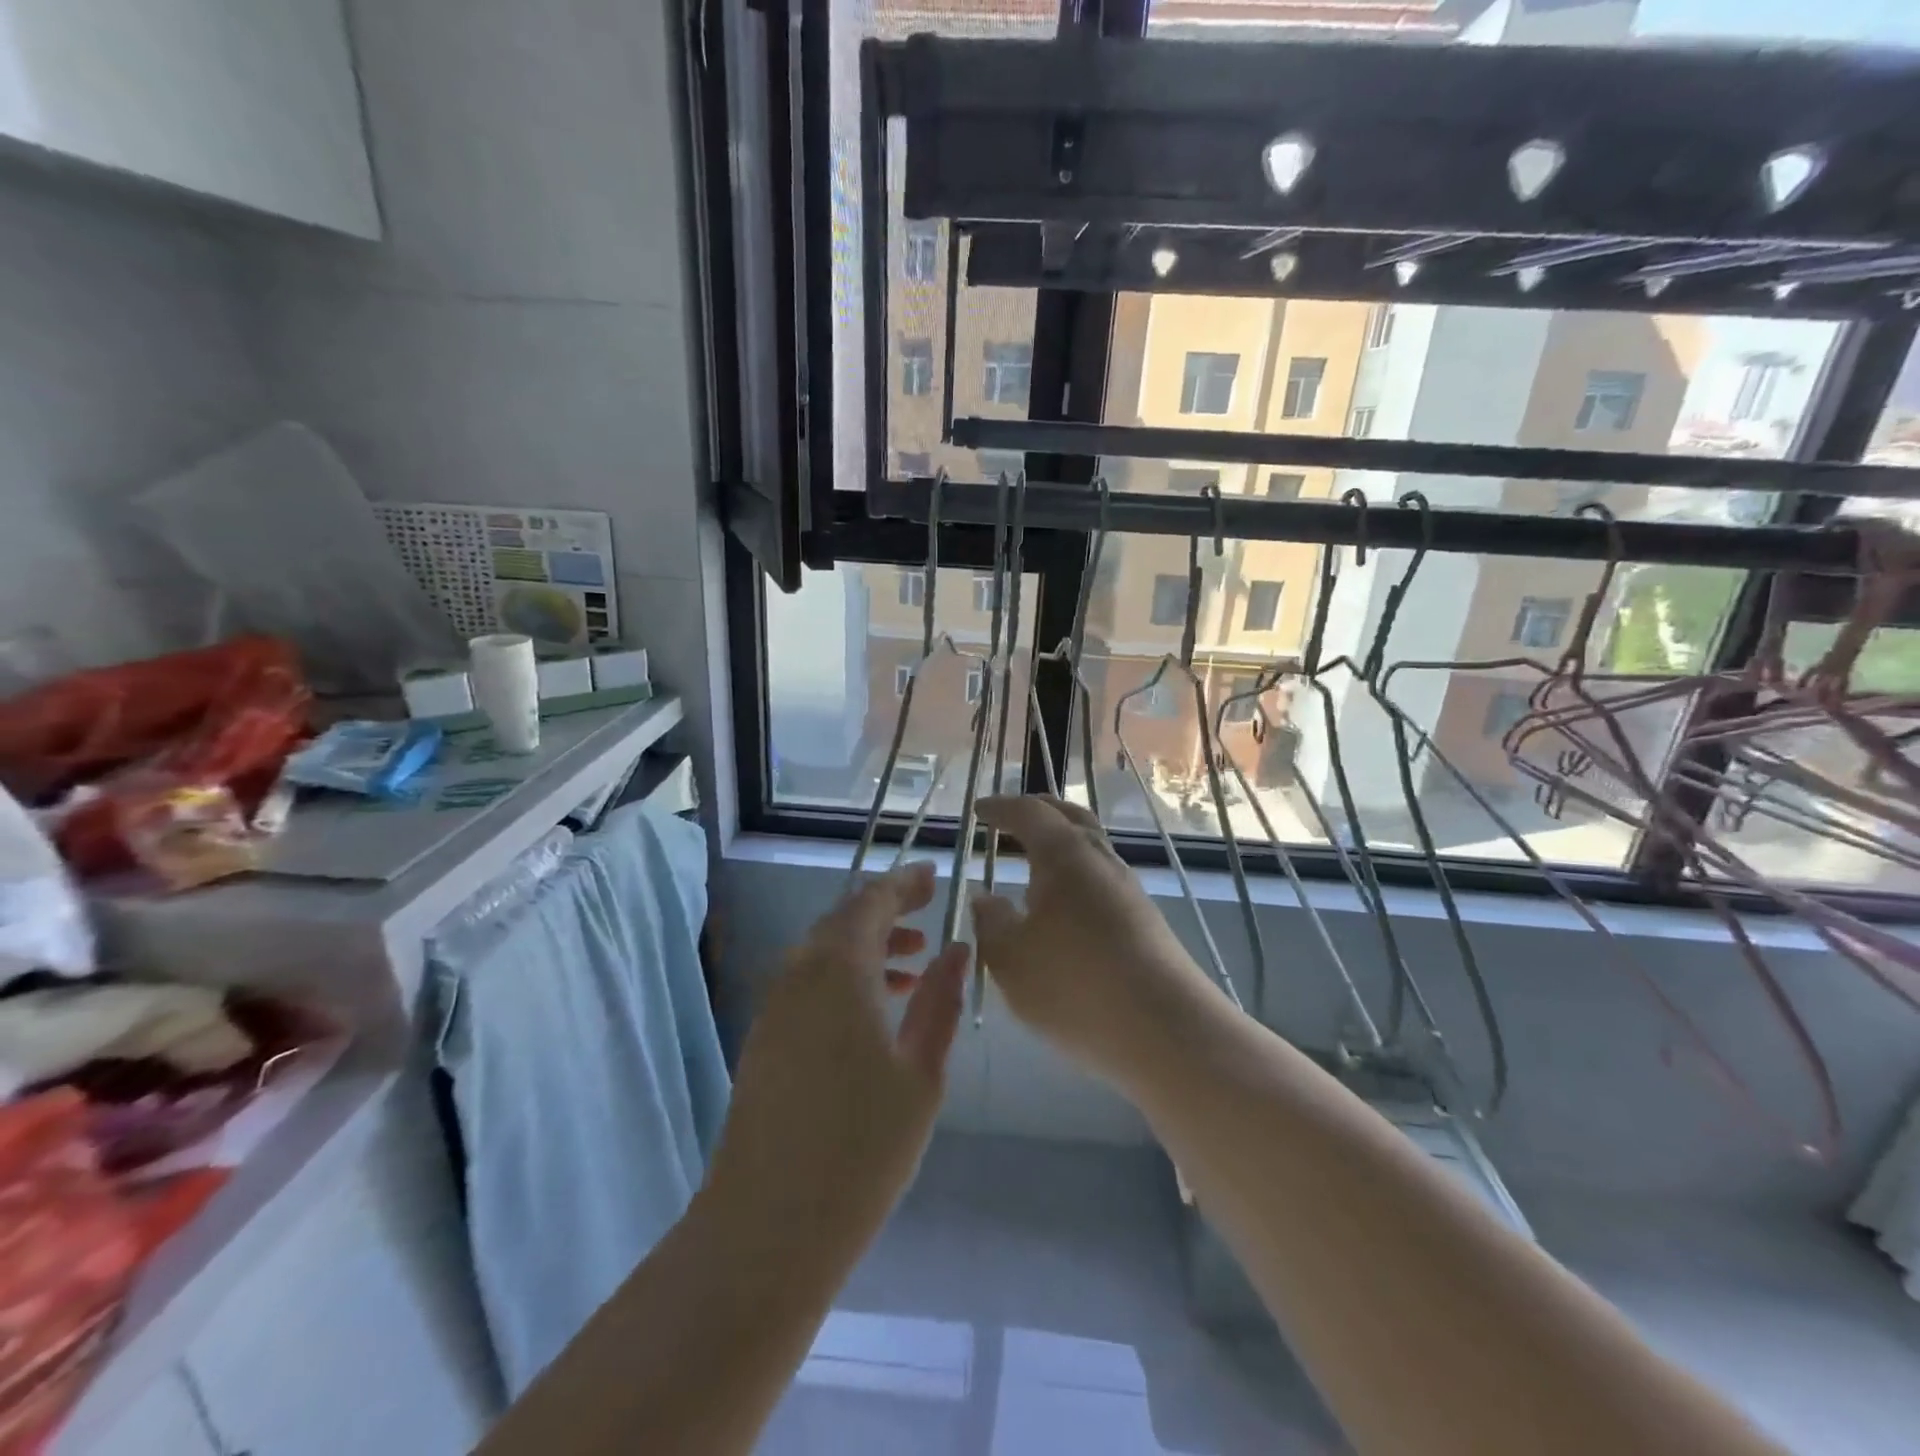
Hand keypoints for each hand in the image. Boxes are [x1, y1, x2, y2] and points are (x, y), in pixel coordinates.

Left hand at [709, 860, 968, 1250]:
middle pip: (843, 920)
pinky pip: (809, 982)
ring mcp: (775, 1007)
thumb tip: (956, 948)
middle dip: (886, 911)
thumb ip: (939, 1000)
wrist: (768, 1225)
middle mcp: (799, 974)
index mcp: (839, 970)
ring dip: (867, 946)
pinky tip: (874, 1010)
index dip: (904, 884)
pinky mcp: (765, 1038)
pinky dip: (844, 976)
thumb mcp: (921, 1071)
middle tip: (928, 915)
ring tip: (913, 965)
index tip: (934, 876)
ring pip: (824, 952)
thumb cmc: (862, 1146)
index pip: (871, 901)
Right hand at [972, 795, 1219, 1084]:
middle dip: (1038, 812)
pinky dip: (1075, 876)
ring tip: (1033, 862)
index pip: (1029, 813)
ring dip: (1060, 845)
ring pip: (1090, 849)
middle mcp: (1100, 860)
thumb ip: (991, 922)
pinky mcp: (1144, 920)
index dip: (1001, 808)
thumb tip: (985, 898)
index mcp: (1063, 854)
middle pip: (1069, 818)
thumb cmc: (1074, 985)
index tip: (978, 810)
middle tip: (1009, 818)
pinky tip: (1063, 907)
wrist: (1165, 1030)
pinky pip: (1101, 880)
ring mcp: (1128, 889)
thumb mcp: (1010, 958)